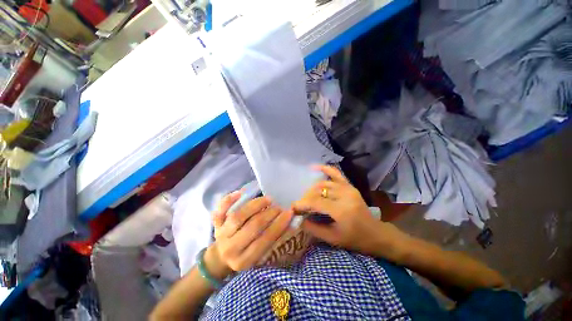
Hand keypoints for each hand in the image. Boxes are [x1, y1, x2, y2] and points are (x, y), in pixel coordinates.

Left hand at [209, 191, 292, 273]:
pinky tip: (240, 192)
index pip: (264, 240)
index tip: (289, 213)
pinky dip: (229, 200)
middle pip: (252, 227)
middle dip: (269, 214)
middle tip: (279, 207)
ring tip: (268, 199)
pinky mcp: (215, 224)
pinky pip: (220, 210)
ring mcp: (221, 234)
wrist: (220, 258)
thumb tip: (290, 223)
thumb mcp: (258, 256)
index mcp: (244, 260)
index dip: (279, 225)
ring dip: (255, 205)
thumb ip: (272, 241)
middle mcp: (231, 248)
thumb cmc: (245, 256)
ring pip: (237, 216)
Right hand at [292, 165, 401, 255]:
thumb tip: (299, 219)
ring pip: (323, 183)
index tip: (293, 207)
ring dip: (312, 189)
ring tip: (306, 196)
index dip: (302, 203)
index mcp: (341, 210)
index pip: (316, 202)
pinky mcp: (349, 186)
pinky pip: (336, 173)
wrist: (375, 233)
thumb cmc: (355, 239)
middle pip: (318, 191)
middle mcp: (344, 195)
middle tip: (300, 204)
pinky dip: (325, 168)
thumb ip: (314, 228)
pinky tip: (315, 167)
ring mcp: (348, 188)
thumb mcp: (333, 239)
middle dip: (306, 197)